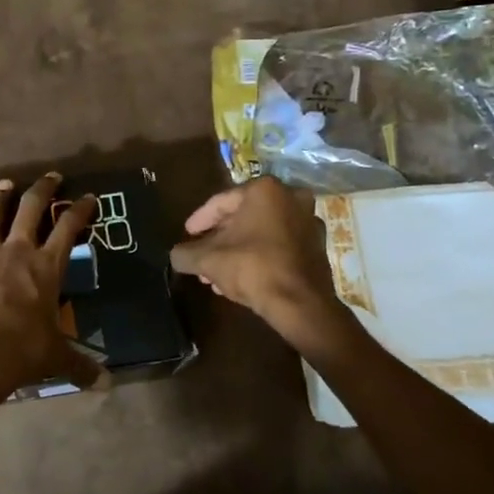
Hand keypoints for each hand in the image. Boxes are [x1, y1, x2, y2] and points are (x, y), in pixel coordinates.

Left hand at [0, 173, 97, 418]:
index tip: (88, 197)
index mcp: (46, 267)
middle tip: (50, 177)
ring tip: (4, 184)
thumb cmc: (23, 351)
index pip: (69, 228)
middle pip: (31, 210)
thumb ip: (82, 365)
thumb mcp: (57, 357)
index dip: (80, 210)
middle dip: (42, 190)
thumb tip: (108, 384)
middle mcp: (16, 253)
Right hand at [169, 178, 343, 342]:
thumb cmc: (253, 268)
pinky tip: (241, 277)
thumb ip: (186, 253)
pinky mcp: (318, 247)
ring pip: (261, 233)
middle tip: (200, 256)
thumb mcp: (208, 260)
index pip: (221, 202)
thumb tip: (176, 255)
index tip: (187, 234)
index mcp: (265, 190)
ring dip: (237, 250)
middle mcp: (291, 198)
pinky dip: (259, 256)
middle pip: (243, 217)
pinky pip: (279, 246)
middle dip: (219, 239)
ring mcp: (308, 222)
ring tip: (216, 273)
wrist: (301, 303)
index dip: (200, 220)